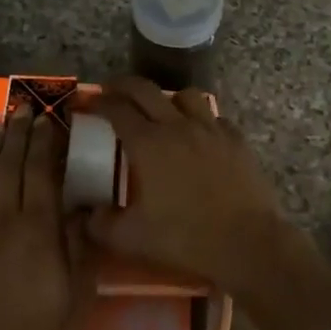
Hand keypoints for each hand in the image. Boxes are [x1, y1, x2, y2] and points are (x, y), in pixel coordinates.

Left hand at [0, 106, 90, 329]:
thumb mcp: (76, 288)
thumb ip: (78, 242)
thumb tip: (82, 206)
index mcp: (38, 229)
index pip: (40, 172)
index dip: (43, 143)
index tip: (47, 120)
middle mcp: (3, 222)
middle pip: (10, 168)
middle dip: (18, 135)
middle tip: (22, 109)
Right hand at [84, 78, 294, 297]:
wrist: (247, 243)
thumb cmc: (185, 238)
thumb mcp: (131, 239)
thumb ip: (100, 225)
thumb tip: (83, 215)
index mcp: (148, 144)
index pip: (117, 109)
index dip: (99, 102)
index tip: (88, 103)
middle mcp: (178, 126)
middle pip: (146, 90)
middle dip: (124, 86)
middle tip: (112, 92)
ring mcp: (211, 129)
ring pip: (185, 95)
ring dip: (166, 98)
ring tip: (161, 112)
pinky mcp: (236, 139)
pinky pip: (214, 117)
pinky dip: (200, 119)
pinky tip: (199, 135)